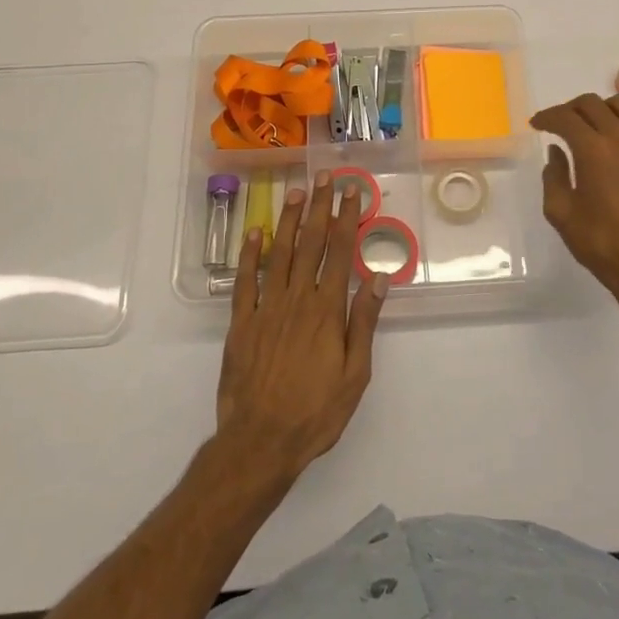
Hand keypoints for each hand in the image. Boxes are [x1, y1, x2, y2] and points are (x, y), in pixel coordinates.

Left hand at [216, 171, 389, 484]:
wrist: (261, 441)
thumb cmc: (316, 411)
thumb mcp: (355, 373)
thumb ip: (364, 321)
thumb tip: (377, 276)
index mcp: (327, 310)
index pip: (340, 252)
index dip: (346, 218)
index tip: (351, 191)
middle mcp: (297, 299)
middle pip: (311, 243)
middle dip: (319, 207)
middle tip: (324, 176)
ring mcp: (266, 308)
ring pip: (279, 254)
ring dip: (289, 220)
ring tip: (295, 191)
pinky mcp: (241, 322)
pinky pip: (245, 281)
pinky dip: (250, 254)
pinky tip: (255, 232)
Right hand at [532, 92, 618, 324]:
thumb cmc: (600, 244)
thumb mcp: (560, 213)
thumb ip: (554, 176)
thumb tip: (556, 152)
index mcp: (593, 151)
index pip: (565, 118)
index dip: (547, 117)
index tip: (537, 124)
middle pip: (593, 104)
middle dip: (570, 108)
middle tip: (560, 124)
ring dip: (605, 108)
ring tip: (596, 124)